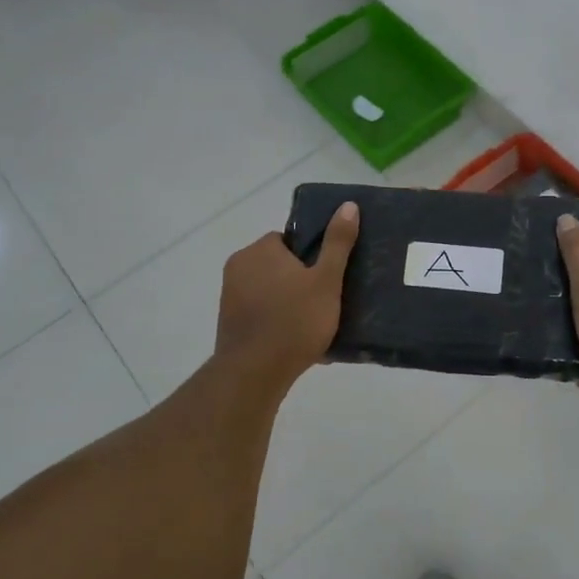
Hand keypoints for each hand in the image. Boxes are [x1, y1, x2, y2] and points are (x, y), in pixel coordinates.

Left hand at [214, 202, 359, 390]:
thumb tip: (348, 205)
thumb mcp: (326, 280)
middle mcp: (238, 268)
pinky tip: (299, 343)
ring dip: (291, 304)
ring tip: (317, 325)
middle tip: (327, 301)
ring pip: (271, 292)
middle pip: (279, 266)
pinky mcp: (230, 324)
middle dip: (301, 282)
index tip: (328, 276)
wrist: (255, 373)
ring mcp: (230, 298)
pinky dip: (279, 323)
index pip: (288, 240)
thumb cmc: (294, 321)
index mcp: (258, 251)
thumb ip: (337, 243)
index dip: (311, 256)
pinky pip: (262, 315)